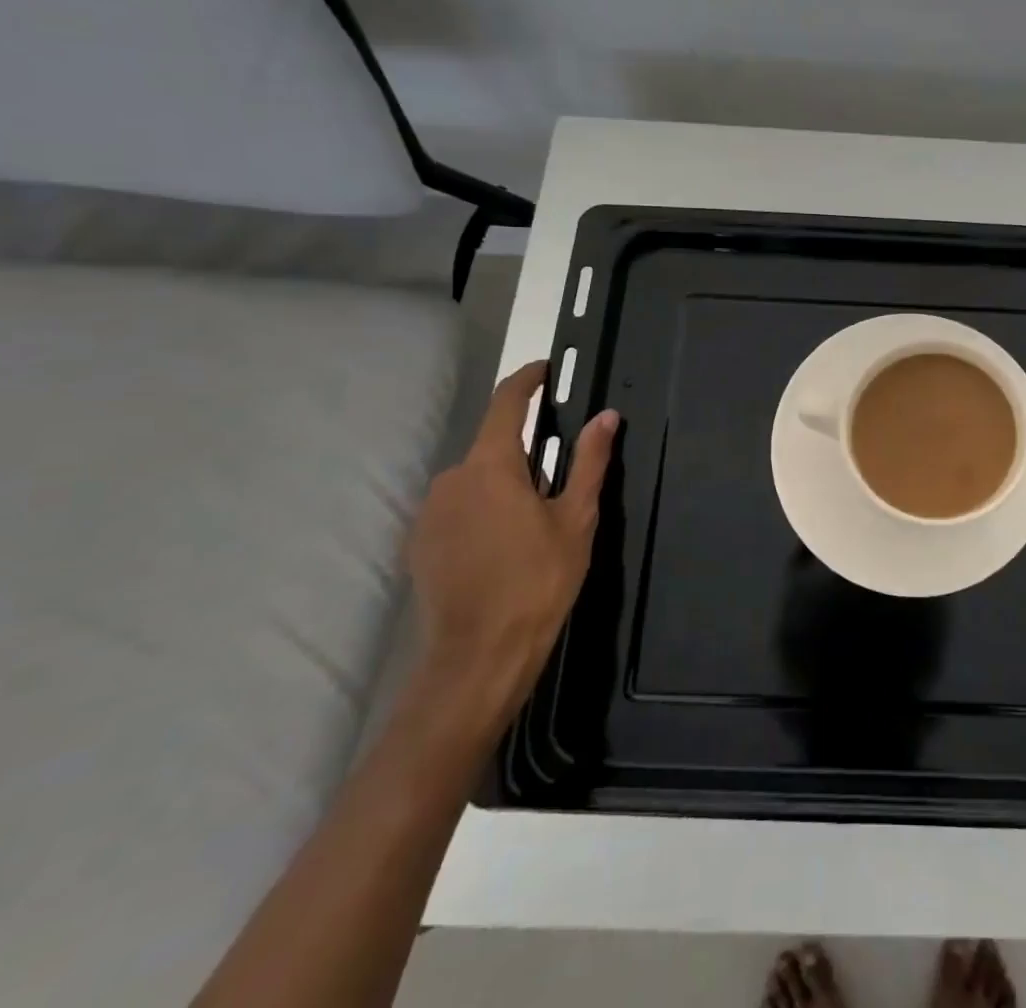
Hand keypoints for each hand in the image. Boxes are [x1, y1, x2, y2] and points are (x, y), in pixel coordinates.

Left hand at [406, 362, 618, 729]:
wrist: (478, 656)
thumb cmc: (538, 580)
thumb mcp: (576, 518)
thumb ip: (590, 461)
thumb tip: (606, 416)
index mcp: (491, 465)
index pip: (506, 402)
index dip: (527, 380)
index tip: (546, 370)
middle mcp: (451, 478)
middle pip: (492, 446)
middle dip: (524, 452)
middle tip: (558, 485)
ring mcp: (429, 511)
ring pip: (474, 479)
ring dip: (502, 485)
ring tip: (531, 525)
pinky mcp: (419, 542)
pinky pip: (457, 508)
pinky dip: (481, 511)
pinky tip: (501, 548)